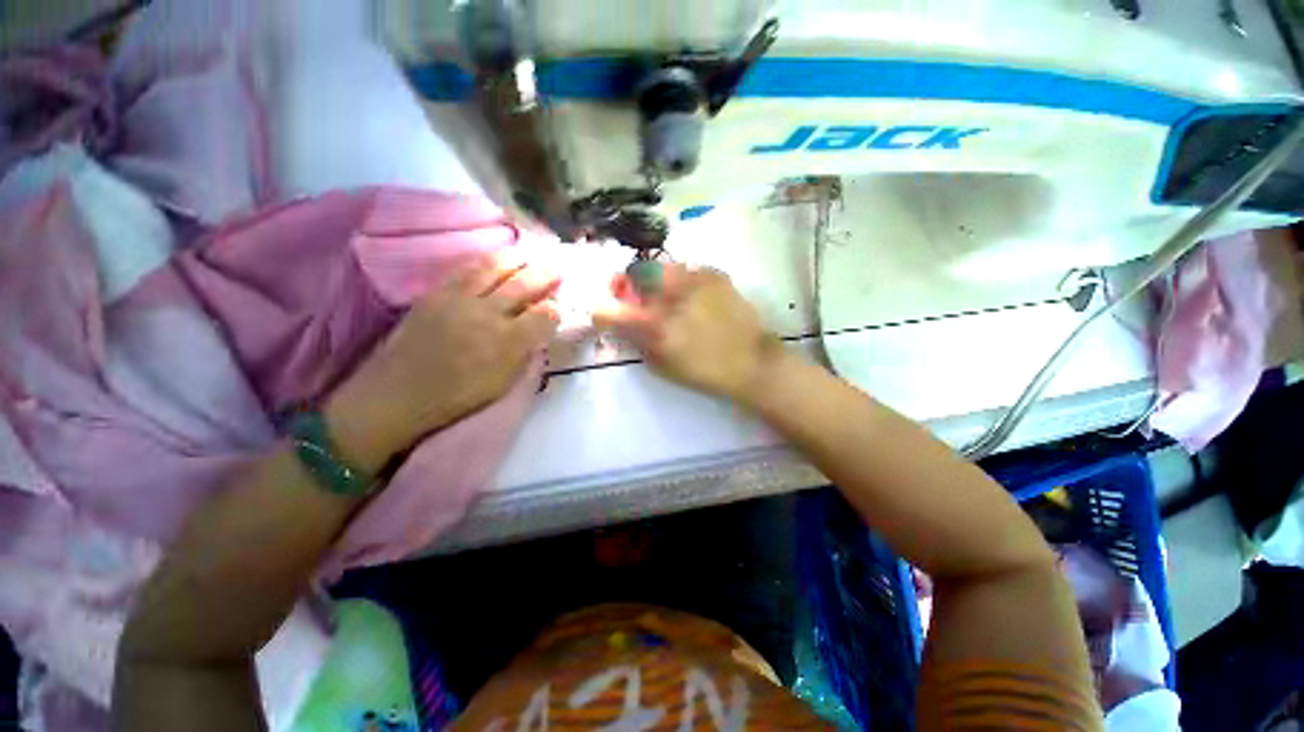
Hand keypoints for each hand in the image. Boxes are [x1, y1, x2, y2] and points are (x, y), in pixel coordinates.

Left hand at [325, 255, 559, 470]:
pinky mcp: (437, 293)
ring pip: (495, 269)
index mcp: (509, 342)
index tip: (558, 307)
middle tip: (556, 267)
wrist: (399, 393)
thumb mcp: (504, 383)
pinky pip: (466, 269)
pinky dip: (485, 262)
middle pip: (524, 285)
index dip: (555, 309)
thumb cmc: (459, 396)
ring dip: (517, 259)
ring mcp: (460, 299)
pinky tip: (495, 260)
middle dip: (545, 274)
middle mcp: (489, 314)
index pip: (545, 315)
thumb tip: (539, 332)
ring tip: (529, 255)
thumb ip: (525, 354)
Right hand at [593, 263, 784, 403]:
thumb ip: (639, 344)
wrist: (751, 361)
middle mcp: (671, 298)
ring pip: (661, 266)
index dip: (602, 310)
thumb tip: (624, 326)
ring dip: (655, 278)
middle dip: (629, 282)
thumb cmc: (705, 372)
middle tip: (635, 292)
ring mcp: (695, 281)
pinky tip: (692, 294)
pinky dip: (682, 279)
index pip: (611, 311)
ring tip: (666, 291)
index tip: (605, 312)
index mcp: (656, 327)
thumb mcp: (664, 368)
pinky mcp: (715, 275)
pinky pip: (688, 269)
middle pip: (635, 273)